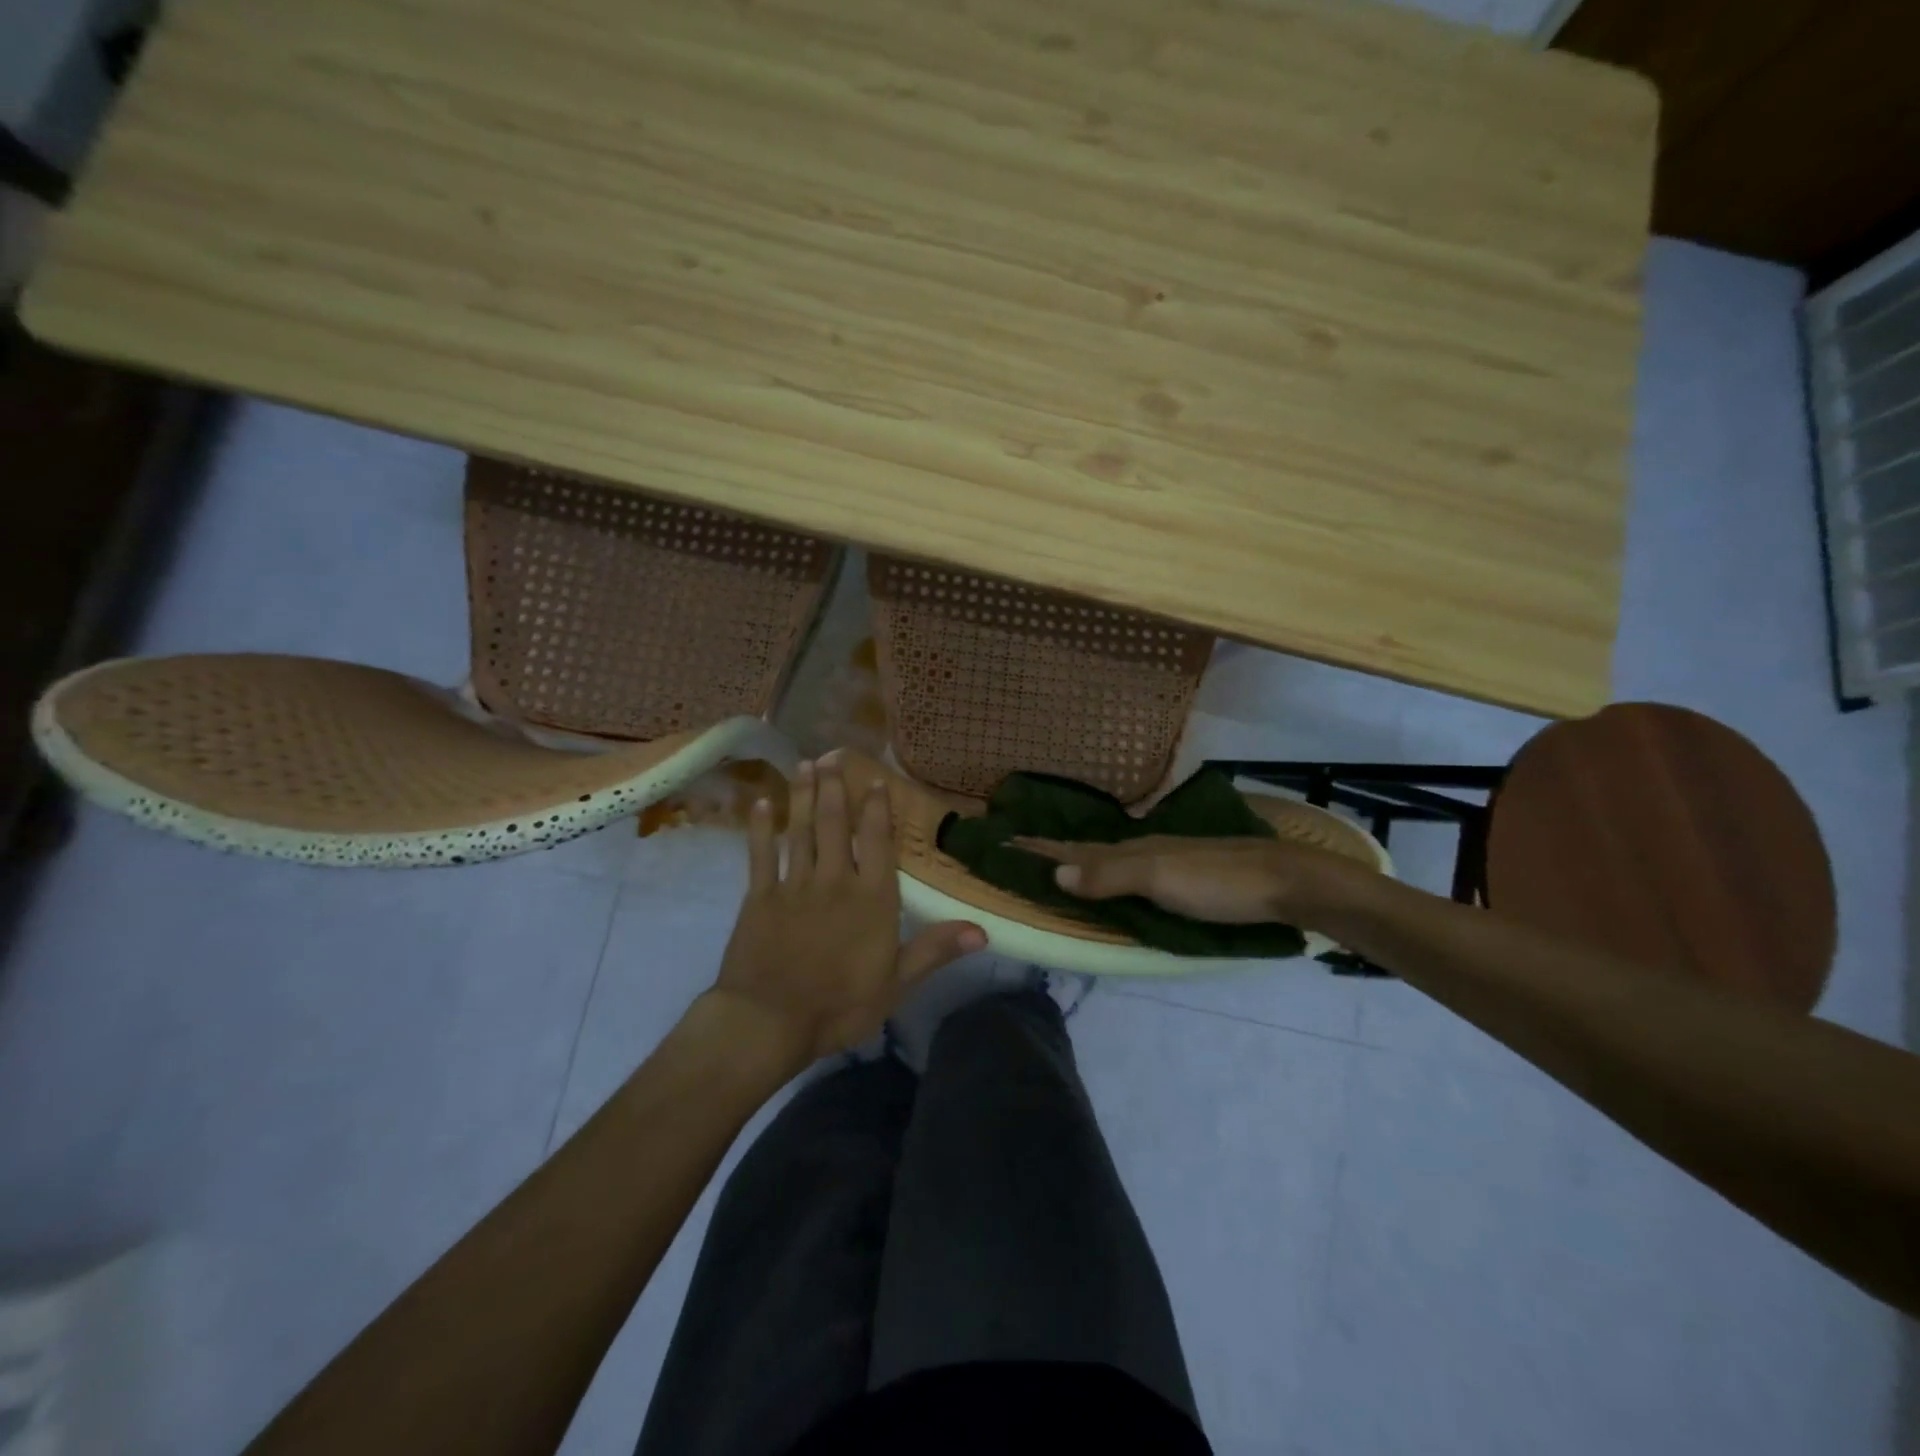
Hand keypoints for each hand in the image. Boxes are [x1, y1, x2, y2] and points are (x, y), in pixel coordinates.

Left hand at [709, 756, 985, 1065]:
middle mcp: (835, 881)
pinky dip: (761, 828)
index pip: (878, 843)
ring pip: (800, 831)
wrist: (770, 1022)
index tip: (875, 781)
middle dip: (836, 788)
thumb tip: (983, 930)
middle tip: (833, 754)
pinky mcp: (759, 897)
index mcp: (872, 899)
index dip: (877, 809)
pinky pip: (760, 855)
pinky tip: (762, 803)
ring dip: (804, 796)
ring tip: (806, 765)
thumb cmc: (840, 1006)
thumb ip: (935, 950)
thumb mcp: (896, 983)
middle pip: (836, 825)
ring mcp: (794, 885)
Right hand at [1013, 834, 1382, 929]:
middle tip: (1018, 853)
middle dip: (1051, 853)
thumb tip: (1053, 875)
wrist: (1285, 881)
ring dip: (1079, 863)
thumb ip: (1110, 876)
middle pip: (1087, 852)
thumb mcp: (1161, 878)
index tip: (1002, 843)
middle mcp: (1143, 851)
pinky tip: (1113, 881)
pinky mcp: (1185, 878)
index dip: (1039, 849)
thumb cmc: (1219, 882)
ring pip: (1111, 861)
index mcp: (1131, 851)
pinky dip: (1109, 875)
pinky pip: (1131, 873)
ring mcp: (1165, 862)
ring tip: (1054, 866)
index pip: (1073, 850)